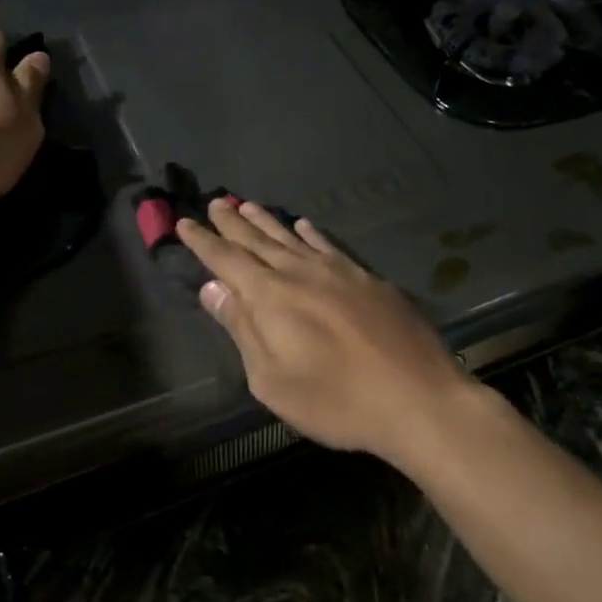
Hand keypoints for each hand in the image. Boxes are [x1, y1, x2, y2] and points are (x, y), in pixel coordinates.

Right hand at [177, 200, 486, 459]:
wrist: (417, 398)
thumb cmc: (336, 400)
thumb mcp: (273, 379)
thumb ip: (242, 329)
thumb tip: (213, 288)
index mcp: (271, 297)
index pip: (227, 260)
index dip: (203, 241)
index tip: (184, 221)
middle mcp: (301, 273)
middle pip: (258, 240)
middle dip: (232, 222)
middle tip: (215, 201)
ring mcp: (338, 272)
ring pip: (292, 237)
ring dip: (267, 221)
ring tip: (247, 205)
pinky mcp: (368, 280)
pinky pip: (329, 246)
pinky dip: (311, 234)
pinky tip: (304, 226)